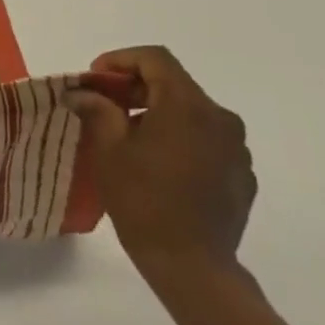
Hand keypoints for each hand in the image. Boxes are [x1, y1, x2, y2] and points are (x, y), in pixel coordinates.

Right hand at [63, 47, 255, 287]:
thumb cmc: (142, 200)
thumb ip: (98, 111)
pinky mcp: (242, 173)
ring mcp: (236, 148)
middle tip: (103, 107)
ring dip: (158, 114)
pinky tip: (158, 166)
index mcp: (187, 106)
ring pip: (191, 113)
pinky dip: (179, 139)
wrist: (191, 264)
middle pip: (174, 84)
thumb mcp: (108, 150)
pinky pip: (207, 141)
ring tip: (128, 138)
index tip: (94, 80)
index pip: (155, 59)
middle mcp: (220, 118)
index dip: (120, 60)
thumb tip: (82, 93)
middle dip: (135, 88)